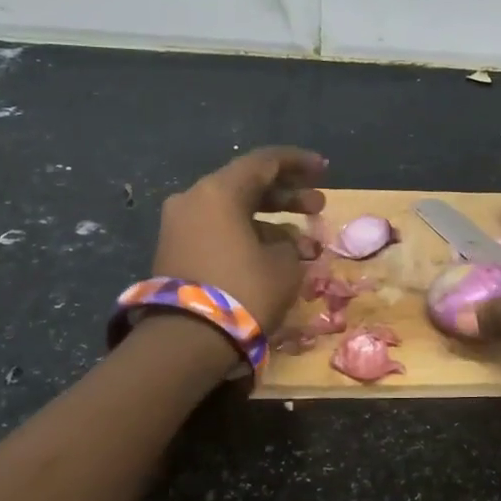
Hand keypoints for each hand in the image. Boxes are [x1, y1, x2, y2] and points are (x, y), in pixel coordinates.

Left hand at [150, 147, 325, 357]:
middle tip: (319, 206)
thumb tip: (286, 243)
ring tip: (307, 244)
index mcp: (219, 191)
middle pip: (248, 186)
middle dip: (288, 196)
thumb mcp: (284, 265)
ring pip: (235, 212)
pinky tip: (278, 257)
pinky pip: (220, 232)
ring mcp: (180, 227)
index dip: (298, 163)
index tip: (324, 170)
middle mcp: (194, 200)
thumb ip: (290, 243)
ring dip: (272, 223)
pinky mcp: (177, 252)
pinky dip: (249, 237)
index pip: (264, 162)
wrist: (186, 339)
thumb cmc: (243, 290)